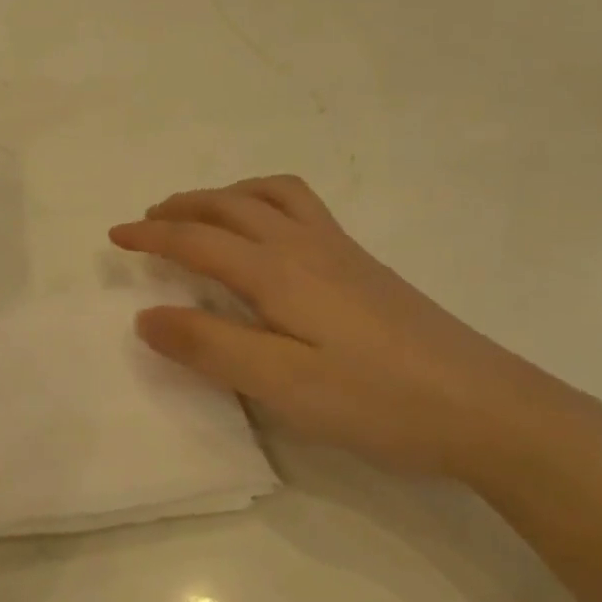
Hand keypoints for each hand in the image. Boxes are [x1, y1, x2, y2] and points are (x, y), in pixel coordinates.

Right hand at [109, 176, 601, 487]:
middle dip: (183, 206)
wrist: (487, 407)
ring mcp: (340, 252)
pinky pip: (302, 207)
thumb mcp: (281, 384)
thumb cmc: (376, 401)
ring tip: (203, 213)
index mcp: (276, 271)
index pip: (197, 239)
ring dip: (226, 194)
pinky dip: (265, 201)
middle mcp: (305, 246)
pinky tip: (270, 235)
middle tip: (149, 219)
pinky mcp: (364, 267)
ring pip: (272, 195)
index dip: (151, 235)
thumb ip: (210, 348)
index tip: (114, 235)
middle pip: (231, 204)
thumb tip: (145, 316)